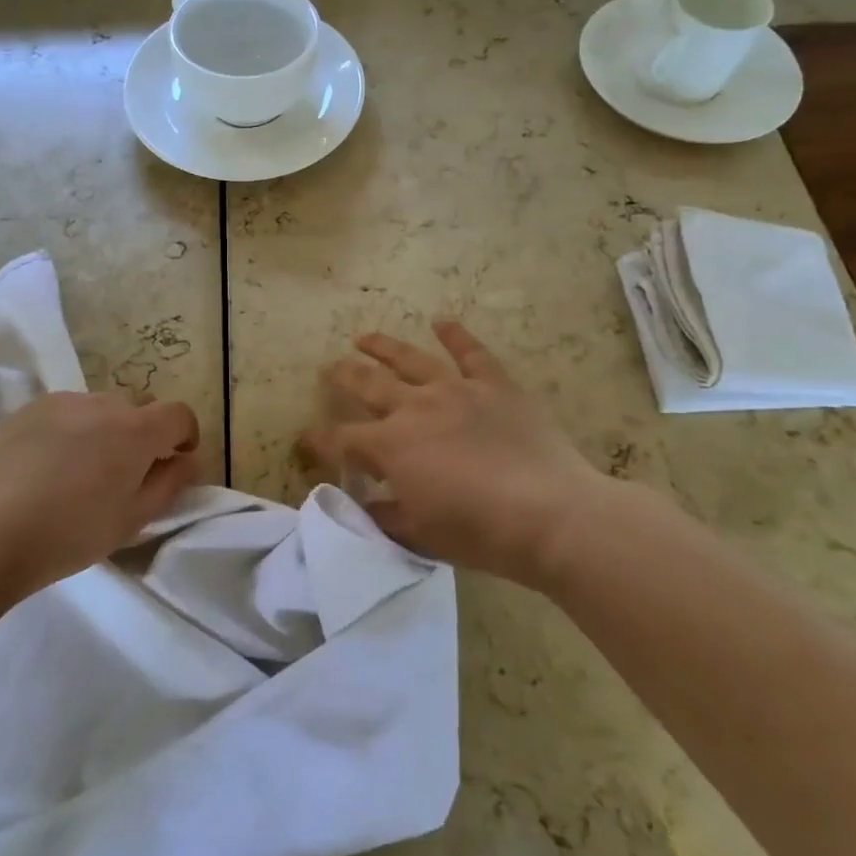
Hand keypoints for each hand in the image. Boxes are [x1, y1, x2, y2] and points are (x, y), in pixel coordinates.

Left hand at [0, 392, 200, 595]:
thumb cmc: (69, 534)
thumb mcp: (133, 519)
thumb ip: (170, 483)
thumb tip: (188, 459)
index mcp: (135, 429)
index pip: (179, 414)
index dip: (185, 436)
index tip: (176, 462)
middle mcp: (102, 403)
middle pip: (138, 410)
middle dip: (143, 435)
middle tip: (125, 476)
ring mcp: (61, 402)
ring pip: (100, 409)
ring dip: (105, 431)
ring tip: (82, 472)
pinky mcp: (27, 410)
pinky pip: (66, 412)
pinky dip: (71, 430)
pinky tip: (48, 466)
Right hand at [303, 321, 627, 585]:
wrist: (550, 515)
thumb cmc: (479, 532)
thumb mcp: (418, 534)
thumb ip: (382, 515)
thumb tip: (361, 503)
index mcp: (391, 445)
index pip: (342, 439)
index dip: (319, 440)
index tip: (304, 438)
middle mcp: (415, 407)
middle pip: (368, 385)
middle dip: (343, 376)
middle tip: (328, 368)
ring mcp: (456, 390)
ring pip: (411, 359)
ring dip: (383, 347)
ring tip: (363, 336)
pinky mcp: (494, 385)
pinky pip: (472, 353)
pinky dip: (456, 335)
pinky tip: (442, 321)